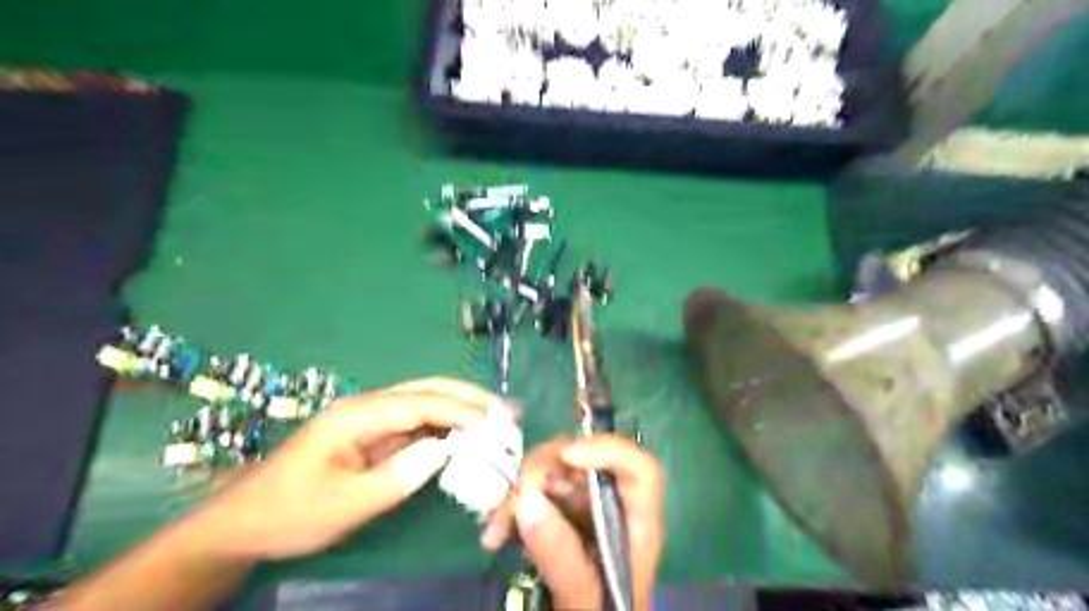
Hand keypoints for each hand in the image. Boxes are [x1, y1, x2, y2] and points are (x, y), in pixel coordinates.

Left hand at [184, 379, 512, 559]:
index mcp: (358, 415)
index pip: (421, 403)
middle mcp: (368, 407)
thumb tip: (445, 451)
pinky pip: (419, 423)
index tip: (497, 424)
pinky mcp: (375, 435)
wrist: (243, 524)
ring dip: (464, 407)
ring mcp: (372, 419)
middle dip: (471, 397)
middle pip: (428, 389)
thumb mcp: (345, 504)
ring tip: (500, 417)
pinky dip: (449, 426)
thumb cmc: (290, 513)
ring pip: (427, 402)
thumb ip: (399, 475)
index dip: (463, 410)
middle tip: (508, 411)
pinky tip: (470, 433)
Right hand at [482, 436, 663, 609]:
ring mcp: (585, 506)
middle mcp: (612, 505)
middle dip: (543, 471)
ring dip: (519, 491)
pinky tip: (496, 534)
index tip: (565, 456)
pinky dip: (513, 507)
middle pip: (585, 461)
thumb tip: (527, 499)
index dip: (606, 450)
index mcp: (636, 525)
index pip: (639, 469)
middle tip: (512, 502)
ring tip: (496, 528)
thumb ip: (561, 556)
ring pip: (554, 471)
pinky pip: (536, 492)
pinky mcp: (561, 513)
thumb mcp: (583, 601)